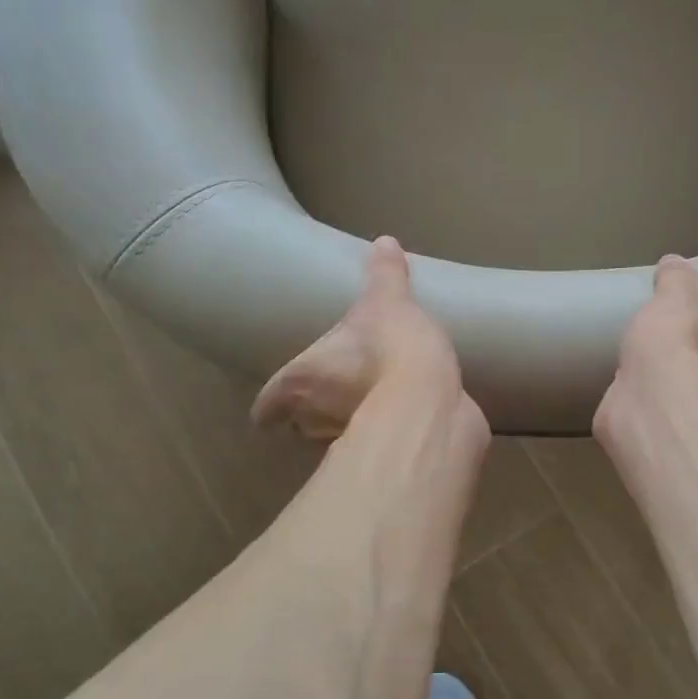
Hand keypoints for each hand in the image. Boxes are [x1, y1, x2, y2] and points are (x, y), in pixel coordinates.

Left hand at [253, 237, 470, 440]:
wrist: (432, 406)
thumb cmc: (391, 349)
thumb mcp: (389, 301)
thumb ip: (384, 275)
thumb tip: (384, 242)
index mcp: (300, 381)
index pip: (265, 408)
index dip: (270, 408)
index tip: (276, 407)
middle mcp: (314, 418)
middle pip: (299, 423)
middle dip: (310, 413)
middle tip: (327, 393)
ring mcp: (349, 441)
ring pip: (335, 437)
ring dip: (346, 422)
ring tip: (366, 401)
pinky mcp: (386, 456)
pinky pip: (378, 442)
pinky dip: (384, 432)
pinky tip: (401, 416)